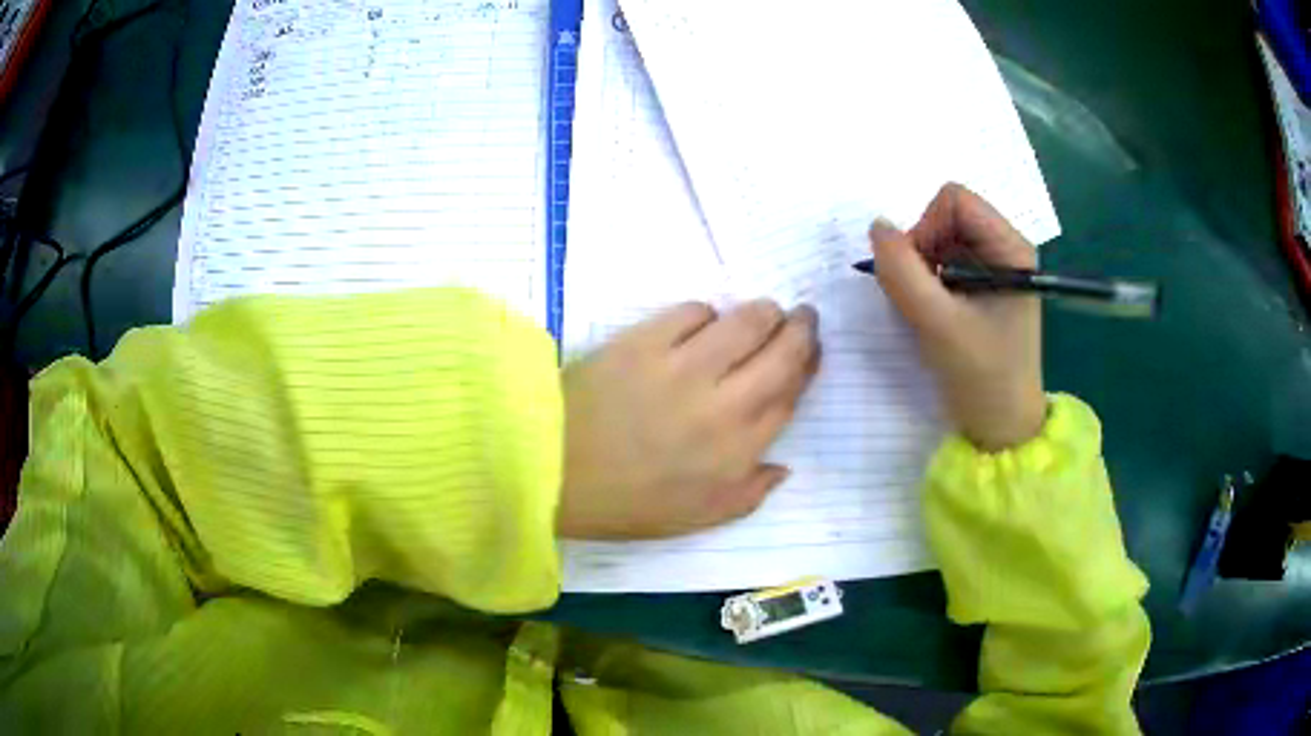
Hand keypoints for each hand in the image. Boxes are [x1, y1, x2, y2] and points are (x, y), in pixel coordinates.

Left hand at [559, 300, 819, 538]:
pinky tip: (701, 325)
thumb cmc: (625, 502)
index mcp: (737, 450)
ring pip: (746, 321)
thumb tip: (783, 464)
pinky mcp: (645, 340)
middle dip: (802, 329)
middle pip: (782, 352)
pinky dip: (705, 314)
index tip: (810, 353)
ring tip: (762, 313)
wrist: (551, 470)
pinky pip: (693, 311)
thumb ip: (749, 494)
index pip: (791, 395)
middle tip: (803, 317)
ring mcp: (683, 366)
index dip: (808, 367)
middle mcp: (723, 403)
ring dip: (764, 312)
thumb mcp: (697, 519)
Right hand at [870, 183, 1045, 450]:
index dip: (926, 227)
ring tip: (927, 309)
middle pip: (947, 215)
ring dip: (921, 266)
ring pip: (941, 237)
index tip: (919, 274)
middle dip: (922, 248)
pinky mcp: (982, 285)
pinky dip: (927, 279)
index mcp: (1011, 249)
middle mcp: (1005, 248)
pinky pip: (943, 259)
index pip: (955, 200)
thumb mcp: (939, 325)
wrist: (1001, 426)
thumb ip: (902, 272)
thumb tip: (877, 226)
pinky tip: (932, 312)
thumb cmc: (982, 377)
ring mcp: (994, 266)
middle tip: (919, 296)